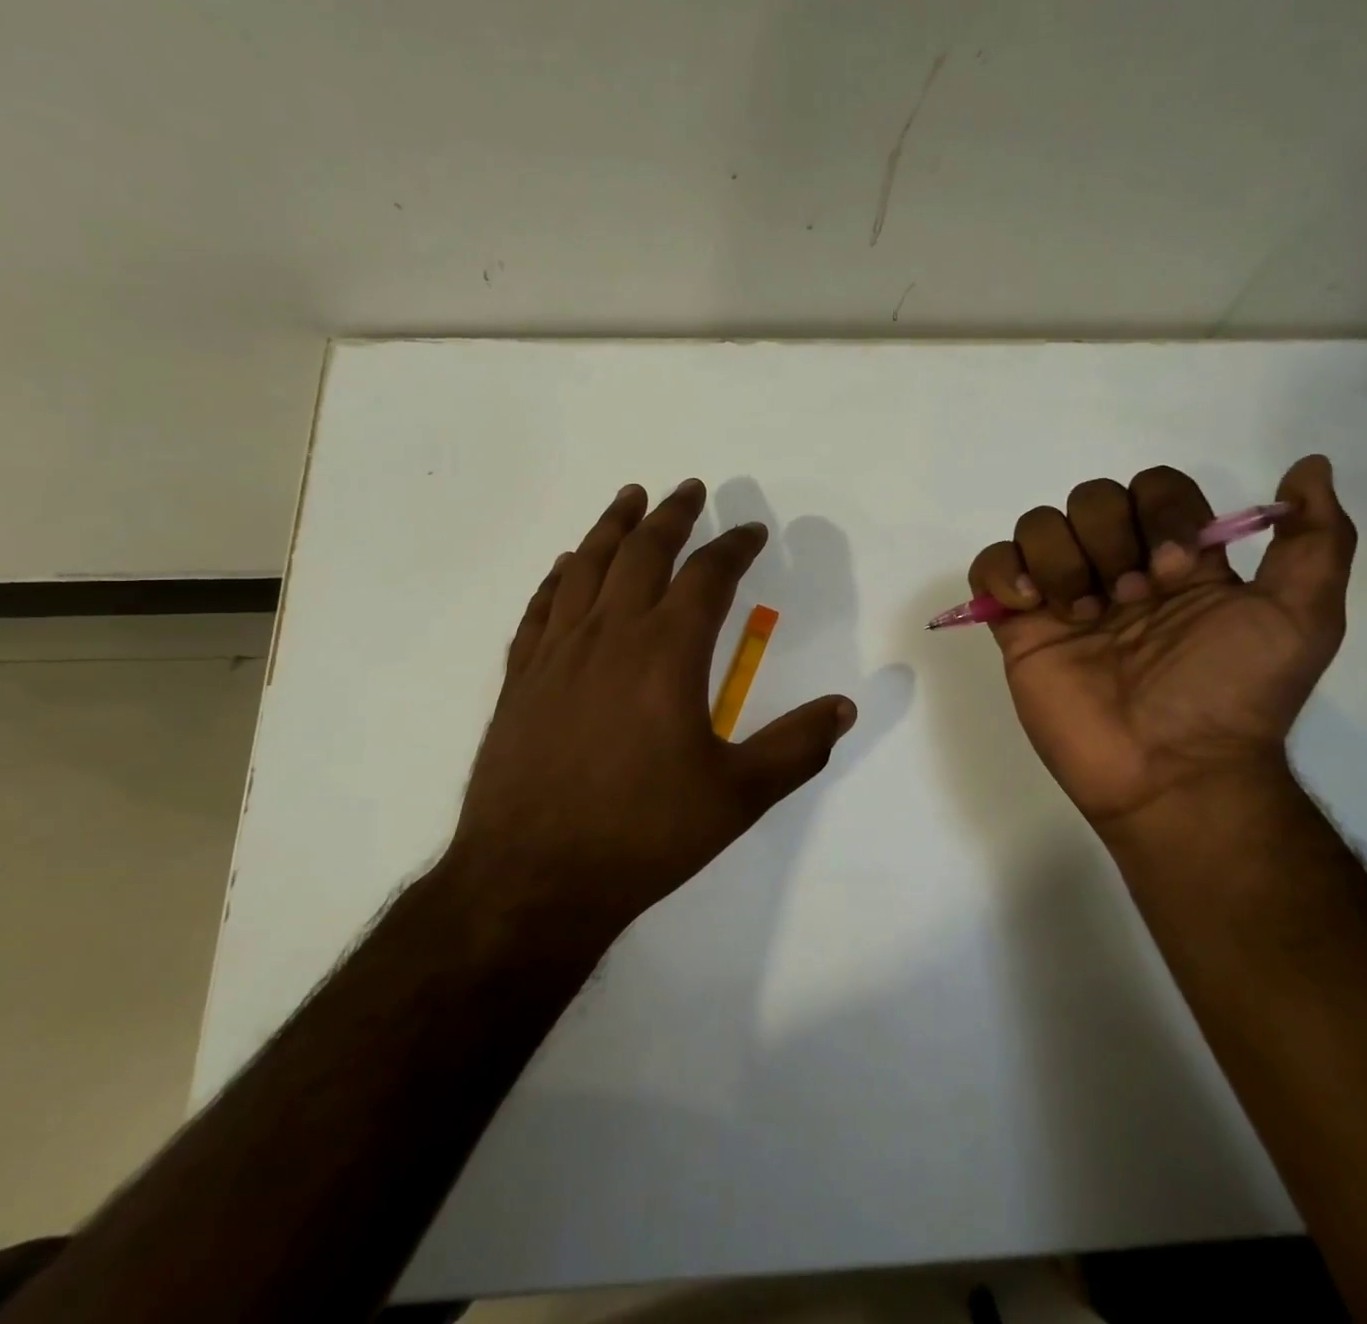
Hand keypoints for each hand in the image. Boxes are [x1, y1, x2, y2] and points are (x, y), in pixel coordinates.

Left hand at [444, 481, 855, 947]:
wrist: (533, 878)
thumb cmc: (643, 835)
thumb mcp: (737, 797)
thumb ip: (796, 747)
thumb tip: (845, 707)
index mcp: (667, 653)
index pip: (708, 577)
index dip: (734, 547)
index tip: (752, 531)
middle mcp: (610, 635)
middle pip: (642, 553)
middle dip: (671, 516)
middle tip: (689, 489)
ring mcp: (558, 652)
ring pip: (586, 567)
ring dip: (611, 527)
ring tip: (629, 498)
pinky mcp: (521, 677)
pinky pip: (541, 607)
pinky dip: (559, 576)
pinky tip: (566, 565)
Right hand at [968, 457, 1354, 834]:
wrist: (1170, 770)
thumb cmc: (1232, 695)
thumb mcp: (1303, 618)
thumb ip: (1317, 541)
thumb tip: (1310, 467)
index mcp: (1176, 560)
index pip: (1155, 488)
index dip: (1161, 514)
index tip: (1174, 572)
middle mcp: (1117, 567)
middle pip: (1092, 498)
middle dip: (1108, 539)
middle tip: (1128, 602)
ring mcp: (1063, 596)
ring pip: (1039, 524)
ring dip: (1061, 559)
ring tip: (1081, 615)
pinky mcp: (1019, 627)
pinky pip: (990, 566)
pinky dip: (1003, 572)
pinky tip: (1031, 606)